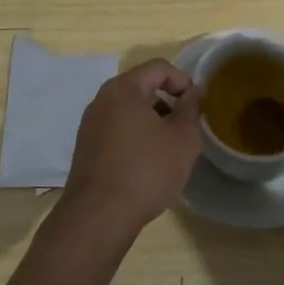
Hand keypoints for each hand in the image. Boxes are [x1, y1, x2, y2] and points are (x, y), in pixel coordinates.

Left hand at [62, 59, 201, 233]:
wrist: (99, 217)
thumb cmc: (146, 170)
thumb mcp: (182, 138)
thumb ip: (191, 108)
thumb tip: (195, 90)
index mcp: (124, 88)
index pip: (159, 67)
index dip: (183, 81)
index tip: (197, 106)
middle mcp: (102, 99)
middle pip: (142, 86)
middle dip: (168, 102)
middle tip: (186, 127)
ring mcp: (91, 124)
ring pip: (129, 110)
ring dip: (153, 121)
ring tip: (169, 148)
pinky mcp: (86, 148)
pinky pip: (117, 129)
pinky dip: (136, 136)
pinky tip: (148, 163)